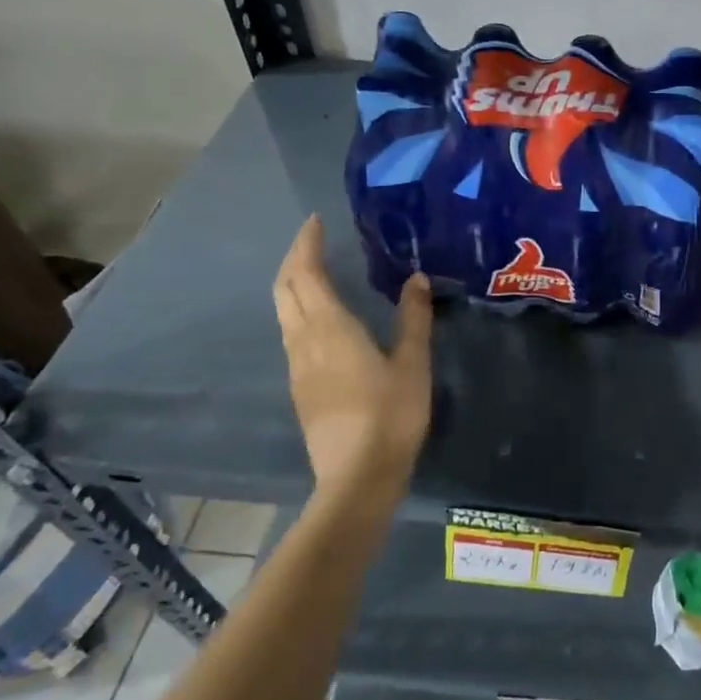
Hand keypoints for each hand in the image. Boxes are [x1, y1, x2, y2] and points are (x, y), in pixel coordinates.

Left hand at [273, 214, 432, 498]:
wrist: (357, 477)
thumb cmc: (390, 415)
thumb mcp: (413, 363)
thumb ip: (413, 318)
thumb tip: (416, 278)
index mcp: (329, 328)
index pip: (306, 274)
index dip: (307, 244)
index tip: (315, 221)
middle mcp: (304, 341)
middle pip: (285, 290)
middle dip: (294, 259)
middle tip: (313, 240)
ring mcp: (297, 367)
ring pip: (284, 312)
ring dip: (294, 285)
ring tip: (317, 271)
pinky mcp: (301, 388)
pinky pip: (292, 333)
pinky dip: (300, 309)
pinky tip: (323, 317)